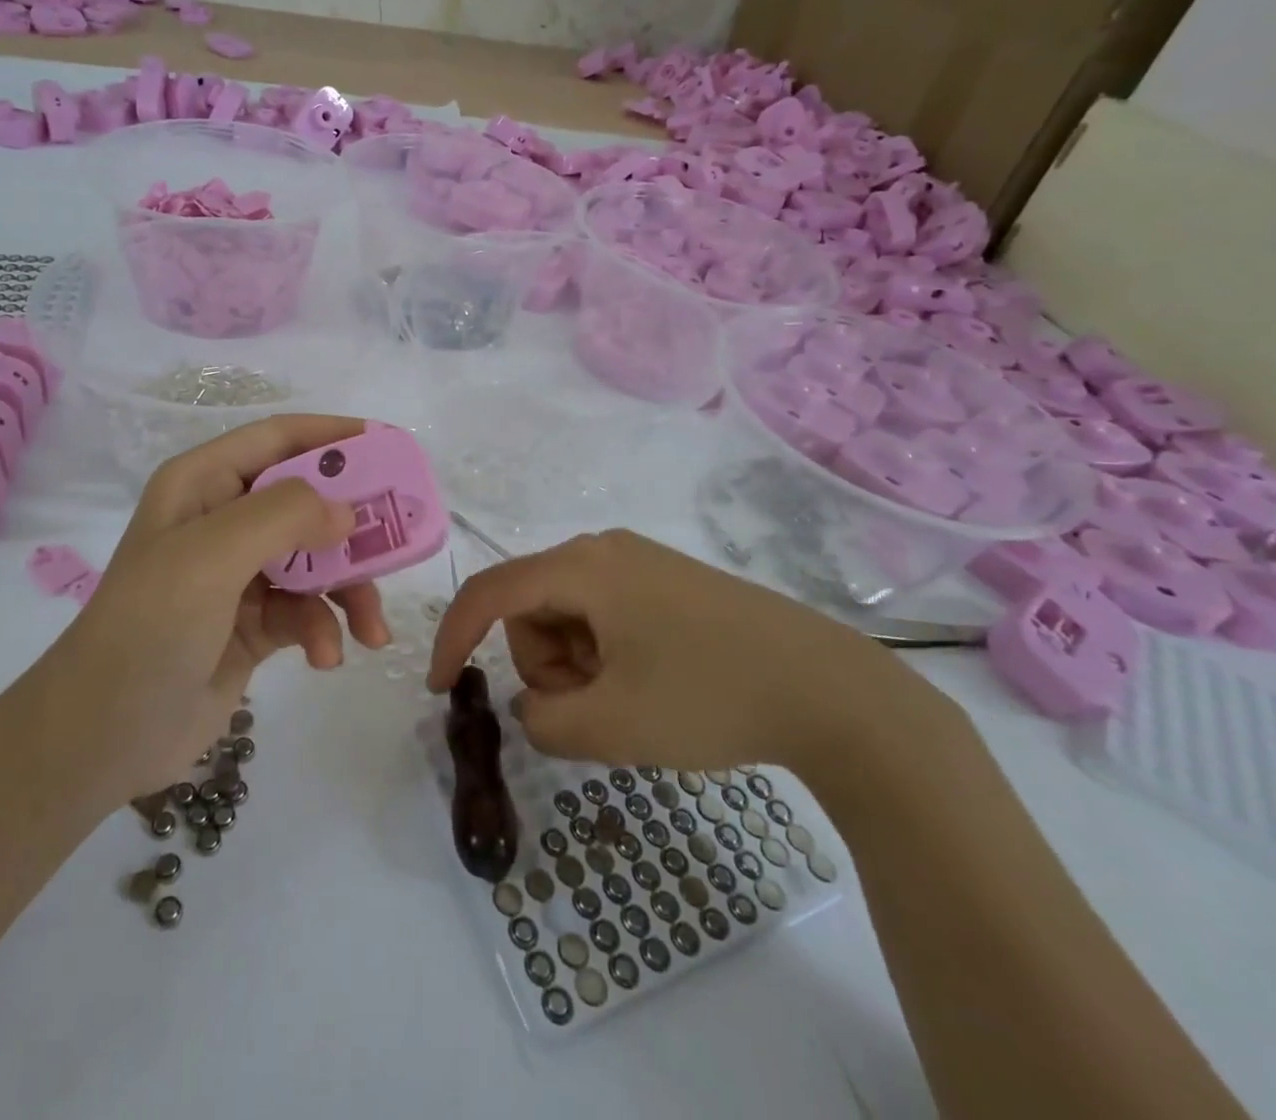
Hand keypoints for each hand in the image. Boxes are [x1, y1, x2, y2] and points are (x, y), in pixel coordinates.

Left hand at [56, 415, 391, 803]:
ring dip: (348, 591)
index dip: (335, 436)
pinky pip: (306, 610)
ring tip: (372, 628)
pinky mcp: (253, 623)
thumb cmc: (150, 627)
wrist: (103, 736)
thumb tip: (347, 513)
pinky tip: (326, 657)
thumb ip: (284, 515)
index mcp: (204, 483)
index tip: (392, 449)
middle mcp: (223, 519)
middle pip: (308, 501)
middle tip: (402, 540)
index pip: (279, 438)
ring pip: (316, 560)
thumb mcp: (212, 555)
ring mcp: (238, 574)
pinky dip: (323, 629)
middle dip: (354, 525)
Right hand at [427, 529, 892, 774]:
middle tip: (594, 708)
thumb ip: (543, 722)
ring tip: (631, 703)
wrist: (834, 691)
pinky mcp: (668, 584)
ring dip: (577, 666)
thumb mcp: (612, 725)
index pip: (490, 593)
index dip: (454, 637)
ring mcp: (640, 563)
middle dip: (544, 665)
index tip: (441, 688)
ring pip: (568, 615)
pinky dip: (606, 656)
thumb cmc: (711, 697)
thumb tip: (534, 706)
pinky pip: (606, 616)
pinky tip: (654, 686)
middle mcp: (604, 549)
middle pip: (532, 608)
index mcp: (582, 566)